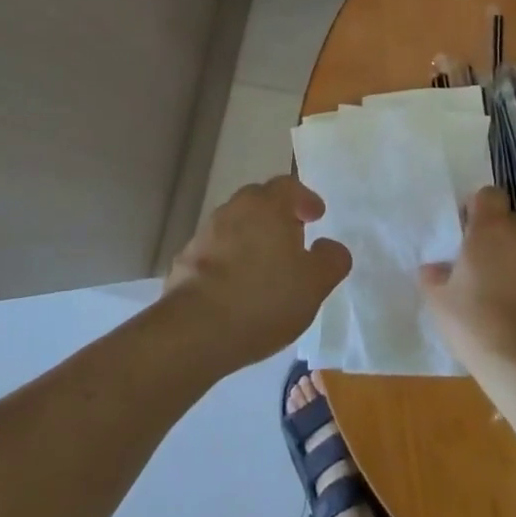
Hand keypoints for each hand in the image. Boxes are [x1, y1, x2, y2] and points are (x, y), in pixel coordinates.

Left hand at [164, 174, 351, 370]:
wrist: (195, 330)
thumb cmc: (264, 298)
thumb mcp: (314, 284)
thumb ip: (331, 260)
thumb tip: (330, 247)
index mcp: (267, 205)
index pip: (289, 186)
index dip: (305, 199)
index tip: (316, 215)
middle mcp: (234, 209)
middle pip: (258, 201)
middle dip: (276, 215)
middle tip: (291, 238)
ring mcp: (205, 234)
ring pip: (234, 226)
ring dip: (250, 238)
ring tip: (263, 267)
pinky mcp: (185, 261)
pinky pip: (215, 252)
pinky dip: (228, 262)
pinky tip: (235, 288)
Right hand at [420, 187, 515, 393]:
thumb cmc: (478, 326)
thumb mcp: (440, 304)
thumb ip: (434, 278)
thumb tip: (434, 268)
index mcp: (490, 229)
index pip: (489, 195)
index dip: (479, 210)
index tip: (469, 234)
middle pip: (511, 224)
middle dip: (499, 241)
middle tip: (485, 273)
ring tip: (510, 301)